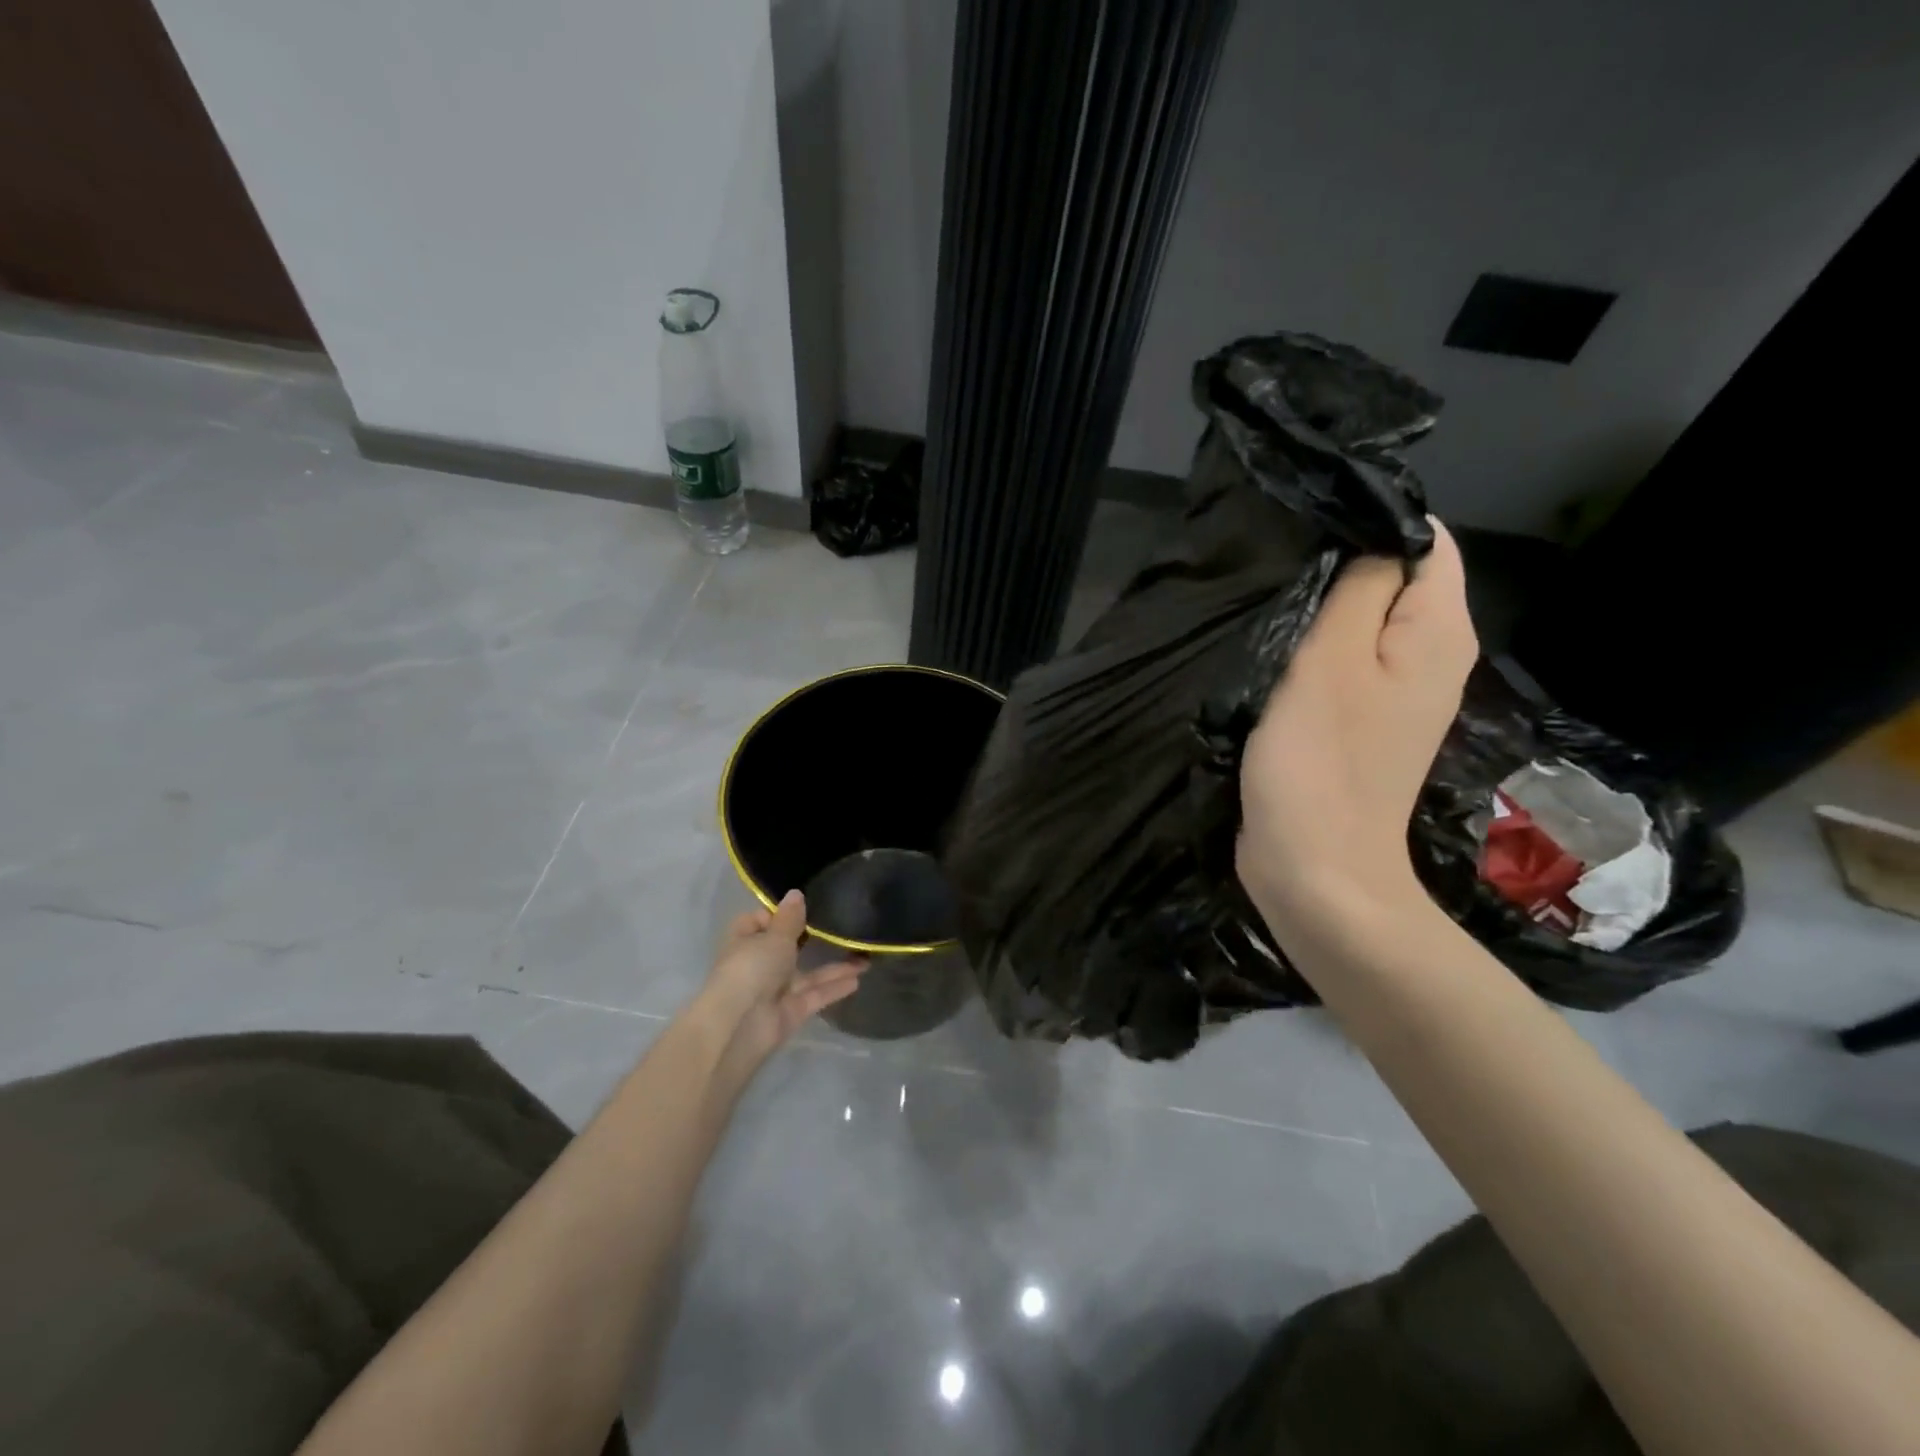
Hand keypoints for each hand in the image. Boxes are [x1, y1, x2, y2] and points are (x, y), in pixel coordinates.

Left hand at [699, 890, 866, 1084]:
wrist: (740, 1025)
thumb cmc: (751, 969)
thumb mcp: (774, 937)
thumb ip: (790, 919)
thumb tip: (796, 893)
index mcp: (745, 941)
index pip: (759, 921)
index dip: (778, 914)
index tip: (804, 906)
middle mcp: (760, 964)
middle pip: (787, 948)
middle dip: (811, 938)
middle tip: (843, 923)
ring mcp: (776, 990)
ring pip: (808, 974)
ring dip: (834, 966)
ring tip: (866, 954)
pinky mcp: (791, 1012)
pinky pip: (816, 994)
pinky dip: (835, 987)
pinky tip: (859, 978)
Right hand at [1236, 519, 1477, 937]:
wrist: (1315, 869)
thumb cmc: (1321, 763)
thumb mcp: (1332, 661)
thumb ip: (1359, 590)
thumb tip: (1376, 537)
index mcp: (1438, 634)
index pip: (1428, 542)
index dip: (1373, 522)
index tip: (1307, 527)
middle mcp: (1429, 657)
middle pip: (1394, 579)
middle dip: (1340, 564)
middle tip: (1276, 566)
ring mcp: (1393, 694)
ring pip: (1361, 621)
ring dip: (1319, 609)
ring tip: (1268, 602)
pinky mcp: (1357, 723)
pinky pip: (1340, 662)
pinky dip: (1311, 648)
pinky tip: (1274, 650)